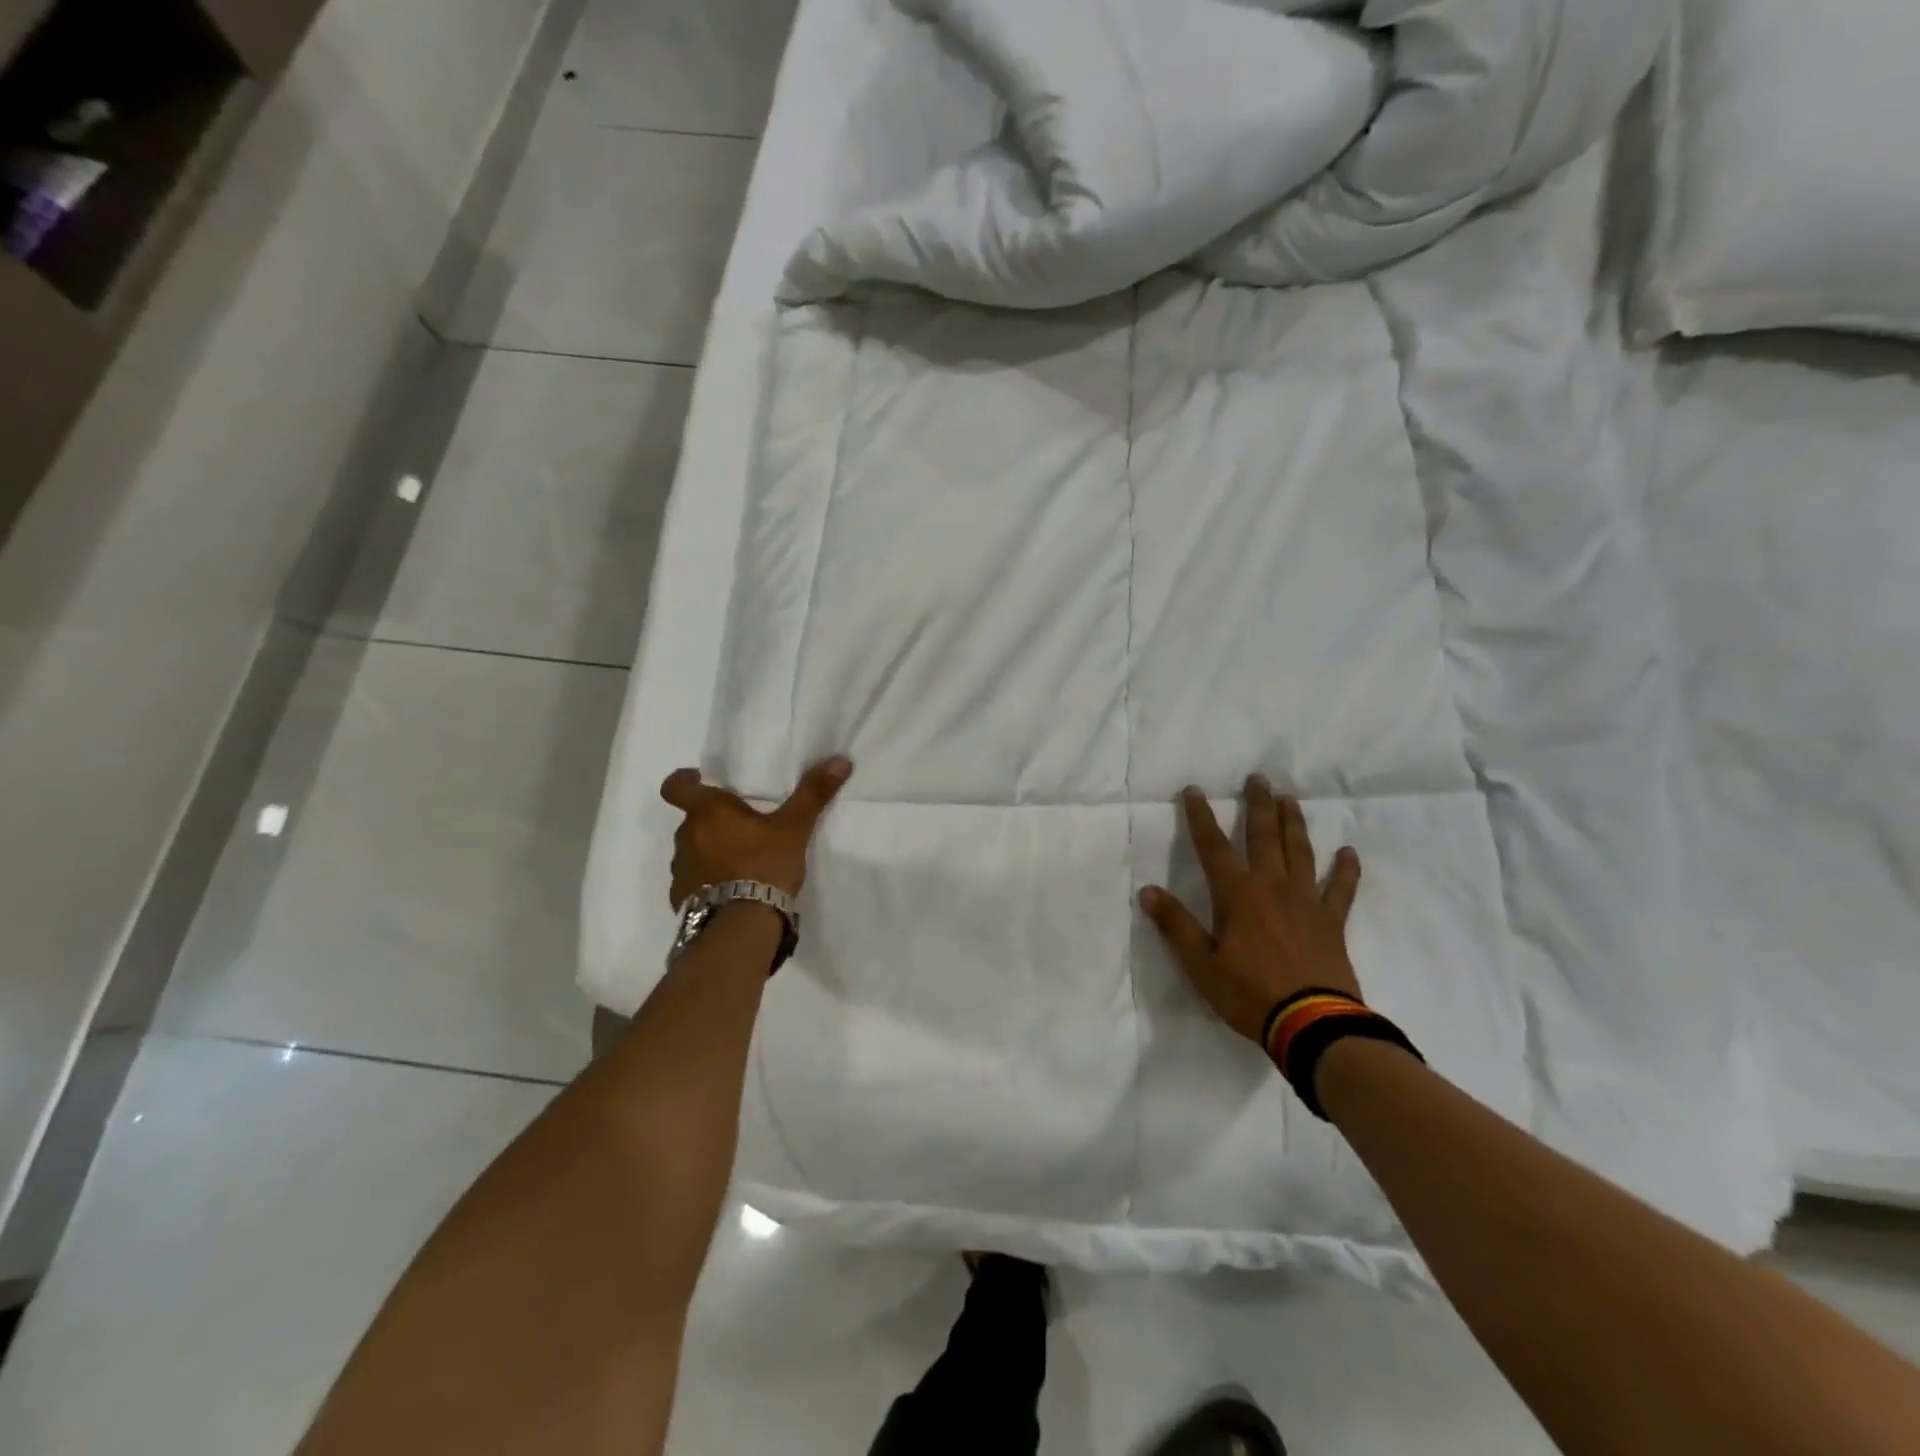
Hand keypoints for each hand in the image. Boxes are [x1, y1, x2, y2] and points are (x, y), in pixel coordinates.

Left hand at [660, 757, 851, 906]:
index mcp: (707, 812)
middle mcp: (686, 836)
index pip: (675, 786)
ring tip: (742, 862)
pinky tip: (733, 890)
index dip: (683, 780)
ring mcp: (680, 870)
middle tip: (744, 826)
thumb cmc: (764, 865)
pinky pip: (693, 881)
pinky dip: (709, 881)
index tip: (700, 780)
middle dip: (713, 821)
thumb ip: (813, 793)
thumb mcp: (794, 828)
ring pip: (693, 850)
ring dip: (711, 851)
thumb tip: (840, 761)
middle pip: (692, 819)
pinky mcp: (682, 899)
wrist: (741, 925)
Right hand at [1139, 777, 1363, 1044]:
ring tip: (1290, 799)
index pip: (1213, 846)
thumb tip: (1147, 890)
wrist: (1312, 1025)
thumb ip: (1175, 925)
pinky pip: (1342, 888)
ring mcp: (1307, 901)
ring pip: (1300, 851)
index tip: (1193, 790)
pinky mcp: (1332, 921)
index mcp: (1237, 895)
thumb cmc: (1249, 994)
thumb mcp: (1200, 964)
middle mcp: (1272, 887)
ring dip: (1293, 823)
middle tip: (1258, 778)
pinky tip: (1348, 851)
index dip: (1200, 816)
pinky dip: (1346, 869)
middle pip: (1263, 836)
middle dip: (1258, 805)